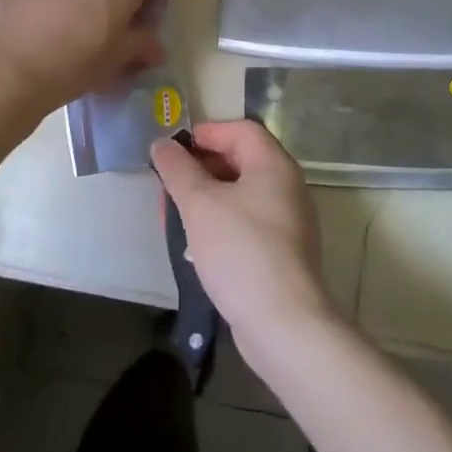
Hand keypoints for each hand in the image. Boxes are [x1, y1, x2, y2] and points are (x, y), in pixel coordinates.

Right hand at [151, 120, 340, 359]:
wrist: (283, 323)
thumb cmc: (240, 250)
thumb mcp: (200, 204)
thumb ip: (178, 169)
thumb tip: (162, 144)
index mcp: (274, 165)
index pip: (241, 129)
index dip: (206, 132)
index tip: (173, 148)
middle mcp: (288, 186)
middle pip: (242, 159)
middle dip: (202, 166)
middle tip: (170, 180)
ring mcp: (289, 220)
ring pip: (242, 193)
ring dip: (209, 196)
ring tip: (177, 212)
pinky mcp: (283, 251)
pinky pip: (248, 221)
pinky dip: (222, 221)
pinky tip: (198, 244)